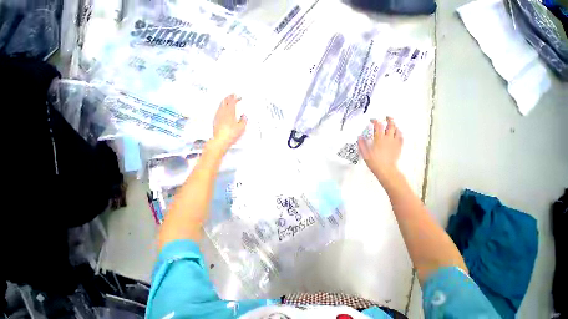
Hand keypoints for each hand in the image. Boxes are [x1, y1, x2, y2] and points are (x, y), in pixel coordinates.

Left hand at [212, 94, 246, 151]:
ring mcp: (218, 115)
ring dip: (224, 101)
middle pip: (225, 101)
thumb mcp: (241, 128)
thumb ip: (244, 120)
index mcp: (230, 112)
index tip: (237, 96)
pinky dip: (221, 107)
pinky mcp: (215, 119)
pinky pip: (218, 110)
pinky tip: (222, 109)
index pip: (232, 102)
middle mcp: (223, 112)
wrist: (221, 140)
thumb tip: (244, 117)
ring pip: (221, 105)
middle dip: (229, 97)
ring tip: (227, 100)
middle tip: (232, 95)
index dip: (235, 98)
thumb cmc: (230, 134)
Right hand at [358, 117, 402, 184]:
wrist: (385, 169)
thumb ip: (361, 144)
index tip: (372, 120)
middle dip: (388, 119)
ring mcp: (394, 142)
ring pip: (397, 130)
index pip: (378, 126)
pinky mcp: (398, 147)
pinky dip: (399, 133)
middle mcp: (388, 139)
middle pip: (390, 125)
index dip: (375, 121)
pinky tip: (398, 133)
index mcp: (379, 139)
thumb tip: (360, 137)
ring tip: (392, 123)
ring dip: (394, 125)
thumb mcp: (364, 153)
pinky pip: (401, 137)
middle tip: (386, 117)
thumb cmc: (375, 162)